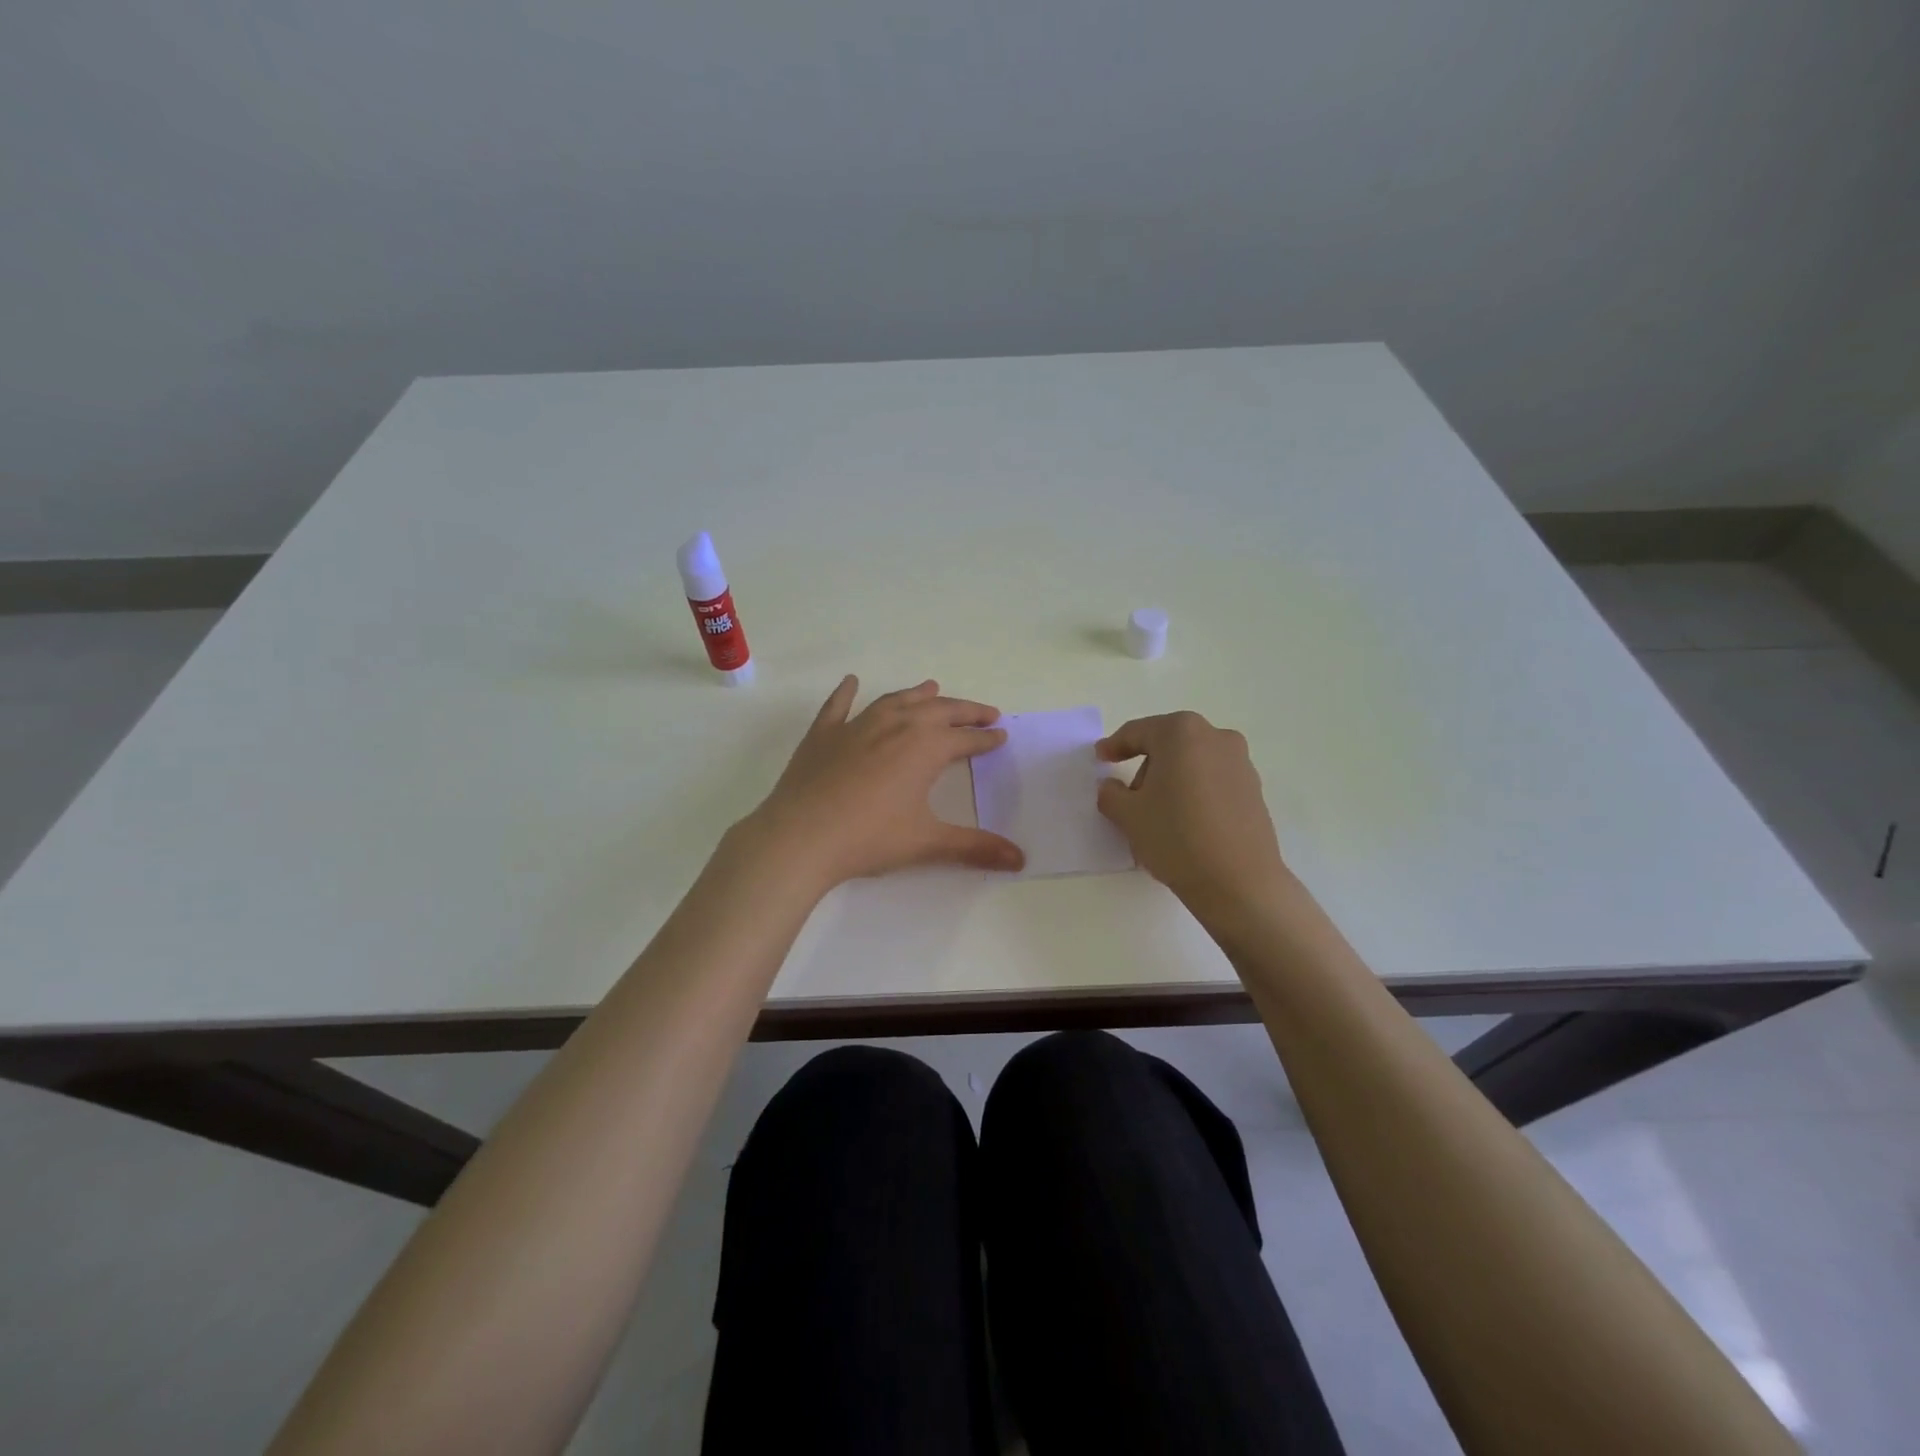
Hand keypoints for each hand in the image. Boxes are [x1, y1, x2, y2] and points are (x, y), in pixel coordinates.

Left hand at [741, 676, 1024, 889]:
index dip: (985, 738)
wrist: (801, 837)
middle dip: (964, 711)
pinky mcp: (823, 735)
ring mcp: (856, 726)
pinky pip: (838, 706)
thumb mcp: (927, 843)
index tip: (1001, 735)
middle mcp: (895, 726)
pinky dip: (846, 692)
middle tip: (984, 712)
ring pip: (895, 701)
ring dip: (918, 695)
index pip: (964, 738)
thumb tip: (1021, 860)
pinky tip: (851, 682)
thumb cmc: (869, 838)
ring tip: (933, 688)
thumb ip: (975, 848)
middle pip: (938, 711)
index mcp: (924, 748)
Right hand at [1096, 711, 1291, 921]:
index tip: (1100, 758)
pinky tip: (1185, 824)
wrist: (1238, 882)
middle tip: (1128, 797)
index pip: (1138, 732)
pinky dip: (1194, 793)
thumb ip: (1110, 793)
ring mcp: (1240, 763)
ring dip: (1171, 781)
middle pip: (1168, 745)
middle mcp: (1215, 737)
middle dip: (1146, 766)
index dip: (1114, 746)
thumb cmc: (1176, 837)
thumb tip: (1111, 787)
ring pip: (1192, 763)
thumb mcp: (1127, 815)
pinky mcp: (1254, 790)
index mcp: (1181, 732)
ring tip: (1158, 816)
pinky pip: (1212, 782)